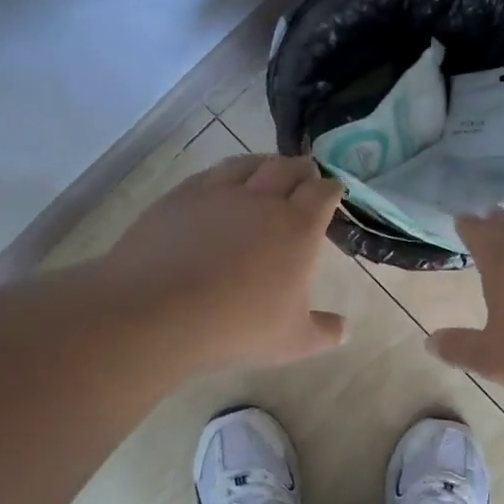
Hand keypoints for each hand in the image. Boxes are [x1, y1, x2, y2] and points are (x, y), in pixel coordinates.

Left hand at [103, 154, 348, 371]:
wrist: (158, 312)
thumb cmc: (237, 326)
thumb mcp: (292, 340)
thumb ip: (324, 332)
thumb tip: (345, 329)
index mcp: (298, 227)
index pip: (323, 192)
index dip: (331, 189)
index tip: (333, 192)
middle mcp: (262, 199)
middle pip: (288, 167)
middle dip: (302, 169)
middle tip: (305, 177)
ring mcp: (218, 193)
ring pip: (248, 163)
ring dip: (265, 164)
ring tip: (266, 172)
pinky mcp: (180, 196)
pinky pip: (210, 174)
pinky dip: (225, 175)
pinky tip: (220, 187)